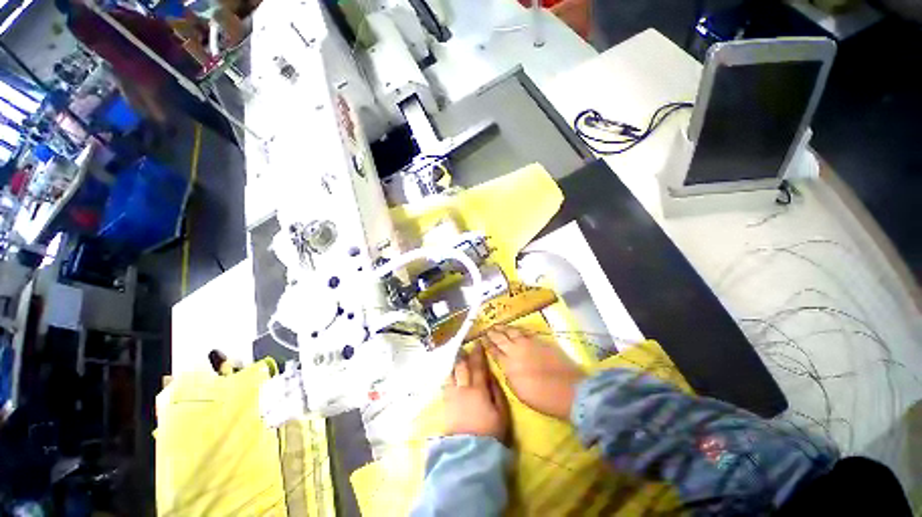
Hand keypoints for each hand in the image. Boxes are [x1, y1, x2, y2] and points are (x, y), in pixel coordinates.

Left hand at [443, 343, 508, 440]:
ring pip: (450, 374)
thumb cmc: (490, 433)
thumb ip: (496, 391)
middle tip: (463, 347)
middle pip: (461, 367)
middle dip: (462, 355)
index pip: (477, 366)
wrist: (469, 454)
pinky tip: (449, 375)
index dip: (478, 354)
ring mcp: (451, 397)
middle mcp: (462, 389)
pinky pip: (445, 385)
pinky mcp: (445, 406)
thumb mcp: (502, 413)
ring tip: (455, 358)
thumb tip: (491, 375)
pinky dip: (448, 376)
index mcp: (478, 390)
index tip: (477, 344)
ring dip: (453, 364)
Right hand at [485, 325, 585, 419]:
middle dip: (492, 333)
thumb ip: (508, 375)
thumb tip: (503, 365)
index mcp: (509, 365)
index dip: (487, 345)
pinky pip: (525, 331)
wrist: (568, 390)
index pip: (494, 351)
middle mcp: (516, 351)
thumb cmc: (542, 398)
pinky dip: (517, 328)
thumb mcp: (519, 391)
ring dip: (503, 328)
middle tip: (486, 329)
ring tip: (496, 325)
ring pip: (512, 332)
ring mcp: (528, 344)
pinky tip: (514, 328)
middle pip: (501, 339)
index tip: (481, 339)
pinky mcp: (540, 341)